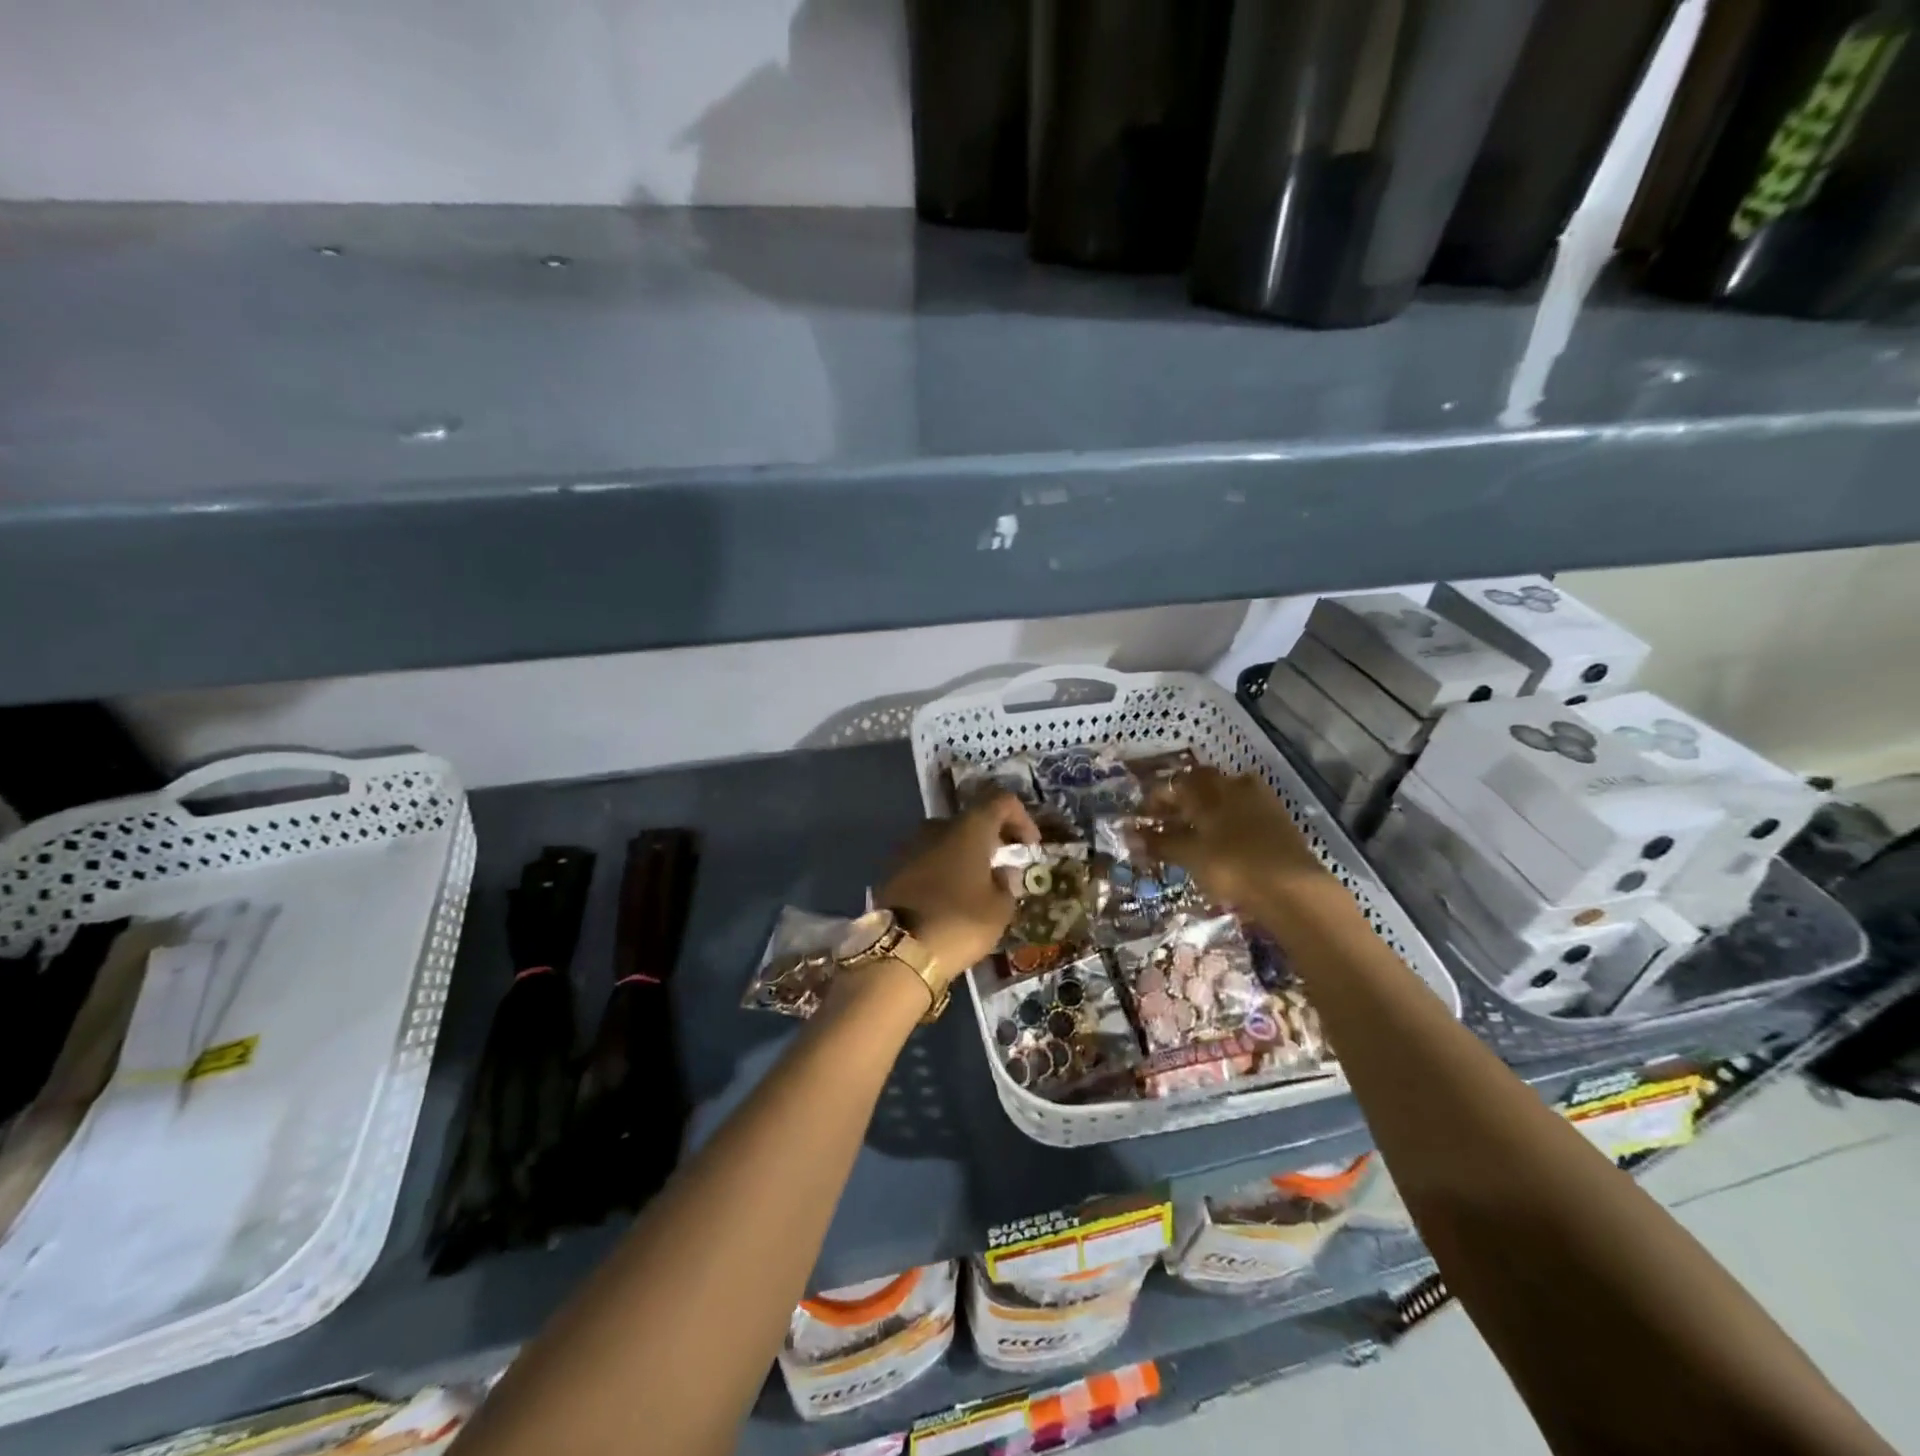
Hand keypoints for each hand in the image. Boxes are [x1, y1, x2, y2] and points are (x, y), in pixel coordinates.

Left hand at [878, 792, 1039, 984]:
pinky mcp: (891, 868)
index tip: (1030, 846)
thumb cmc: (960, 923)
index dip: (1021, 818)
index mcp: (968, 828)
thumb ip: (1006, 884)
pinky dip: (941, 870)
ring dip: (963, 855)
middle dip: (990, 838)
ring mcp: (909, 846)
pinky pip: (925, 860)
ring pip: (945, 841)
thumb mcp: (999, 910)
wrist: (899, 951)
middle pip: (971, 820)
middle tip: (1003, 865)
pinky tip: (947, 897)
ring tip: (974, 885)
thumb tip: (1001, 872)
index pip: (1001, 801)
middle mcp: (936, 827)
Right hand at [1138, 767, 1331, 912]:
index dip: (1157, 797)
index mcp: (1208, 790)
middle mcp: (1233, 786)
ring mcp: (1261, 801)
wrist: (1292, 888)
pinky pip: (1247, 810)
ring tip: (1198, 829)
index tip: (1145, 815)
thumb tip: (1129, 835)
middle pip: (1203, 783)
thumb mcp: (1190, 855)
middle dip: (1184, 798)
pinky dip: (1231, 819)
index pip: (1176, 783)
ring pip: (1227, 794)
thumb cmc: (1232, 866)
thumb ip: (1160, 843)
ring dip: (1210, 806)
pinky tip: (1227, 839)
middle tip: (1170, 819)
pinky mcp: (1280, 820)